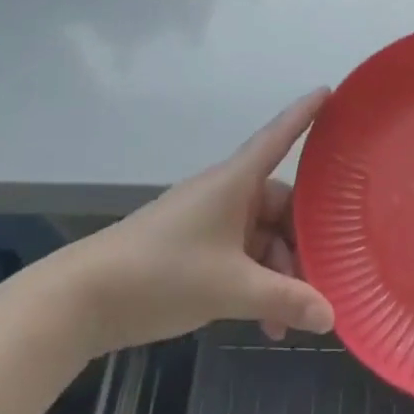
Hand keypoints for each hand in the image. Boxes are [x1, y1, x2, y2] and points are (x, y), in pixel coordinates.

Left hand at [40, 91, 337, 353]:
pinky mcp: (193, 248)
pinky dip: (255, 283)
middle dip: (302, 243)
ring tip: (287, 320)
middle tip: (325, 278)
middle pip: (279, 205)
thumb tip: (331, 316)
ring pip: (261, 237)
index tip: (330, 90)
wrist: (82, 299)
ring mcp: (208, 221)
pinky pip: (240, 257)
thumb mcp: (231, 289)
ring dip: (278, 273)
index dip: (305, 113)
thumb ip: (284, 300)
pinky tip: (264, 323)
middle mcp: (225, 194)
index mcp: (235, 182)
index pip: (278, 136)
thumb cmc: (162, 273)